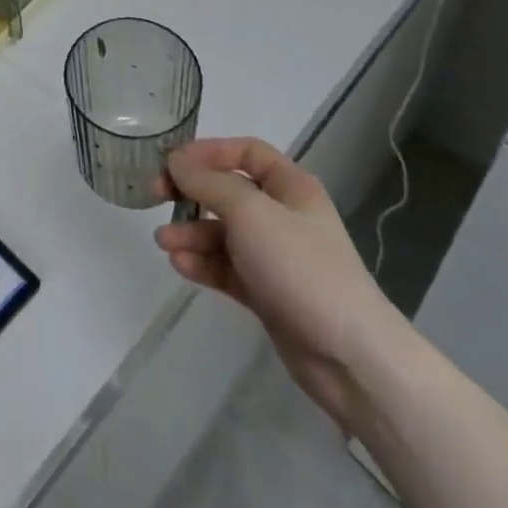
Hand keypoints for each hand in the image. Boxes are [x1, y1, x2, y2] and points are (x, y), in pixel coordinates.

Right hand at [156, 137, 411, 432]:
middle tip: (156, 195)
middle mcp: (283, 215)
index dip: (209, 151)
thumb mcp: (250, 212)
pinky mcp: (268, 293)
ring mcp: (276, 256)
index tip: (173, 162)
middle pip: (229, 191)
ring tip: (164, 243)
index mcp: (290, 186)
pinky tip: (180, 266)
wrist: (350, 357)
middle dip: (192, 193)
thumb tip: (176, 162)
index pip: (246, 152)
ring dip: (191, 233)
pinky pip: (227, 267)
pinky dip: (204, 263)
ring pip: (223, 232)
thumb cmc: (301, 267)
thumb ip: (208, 183)